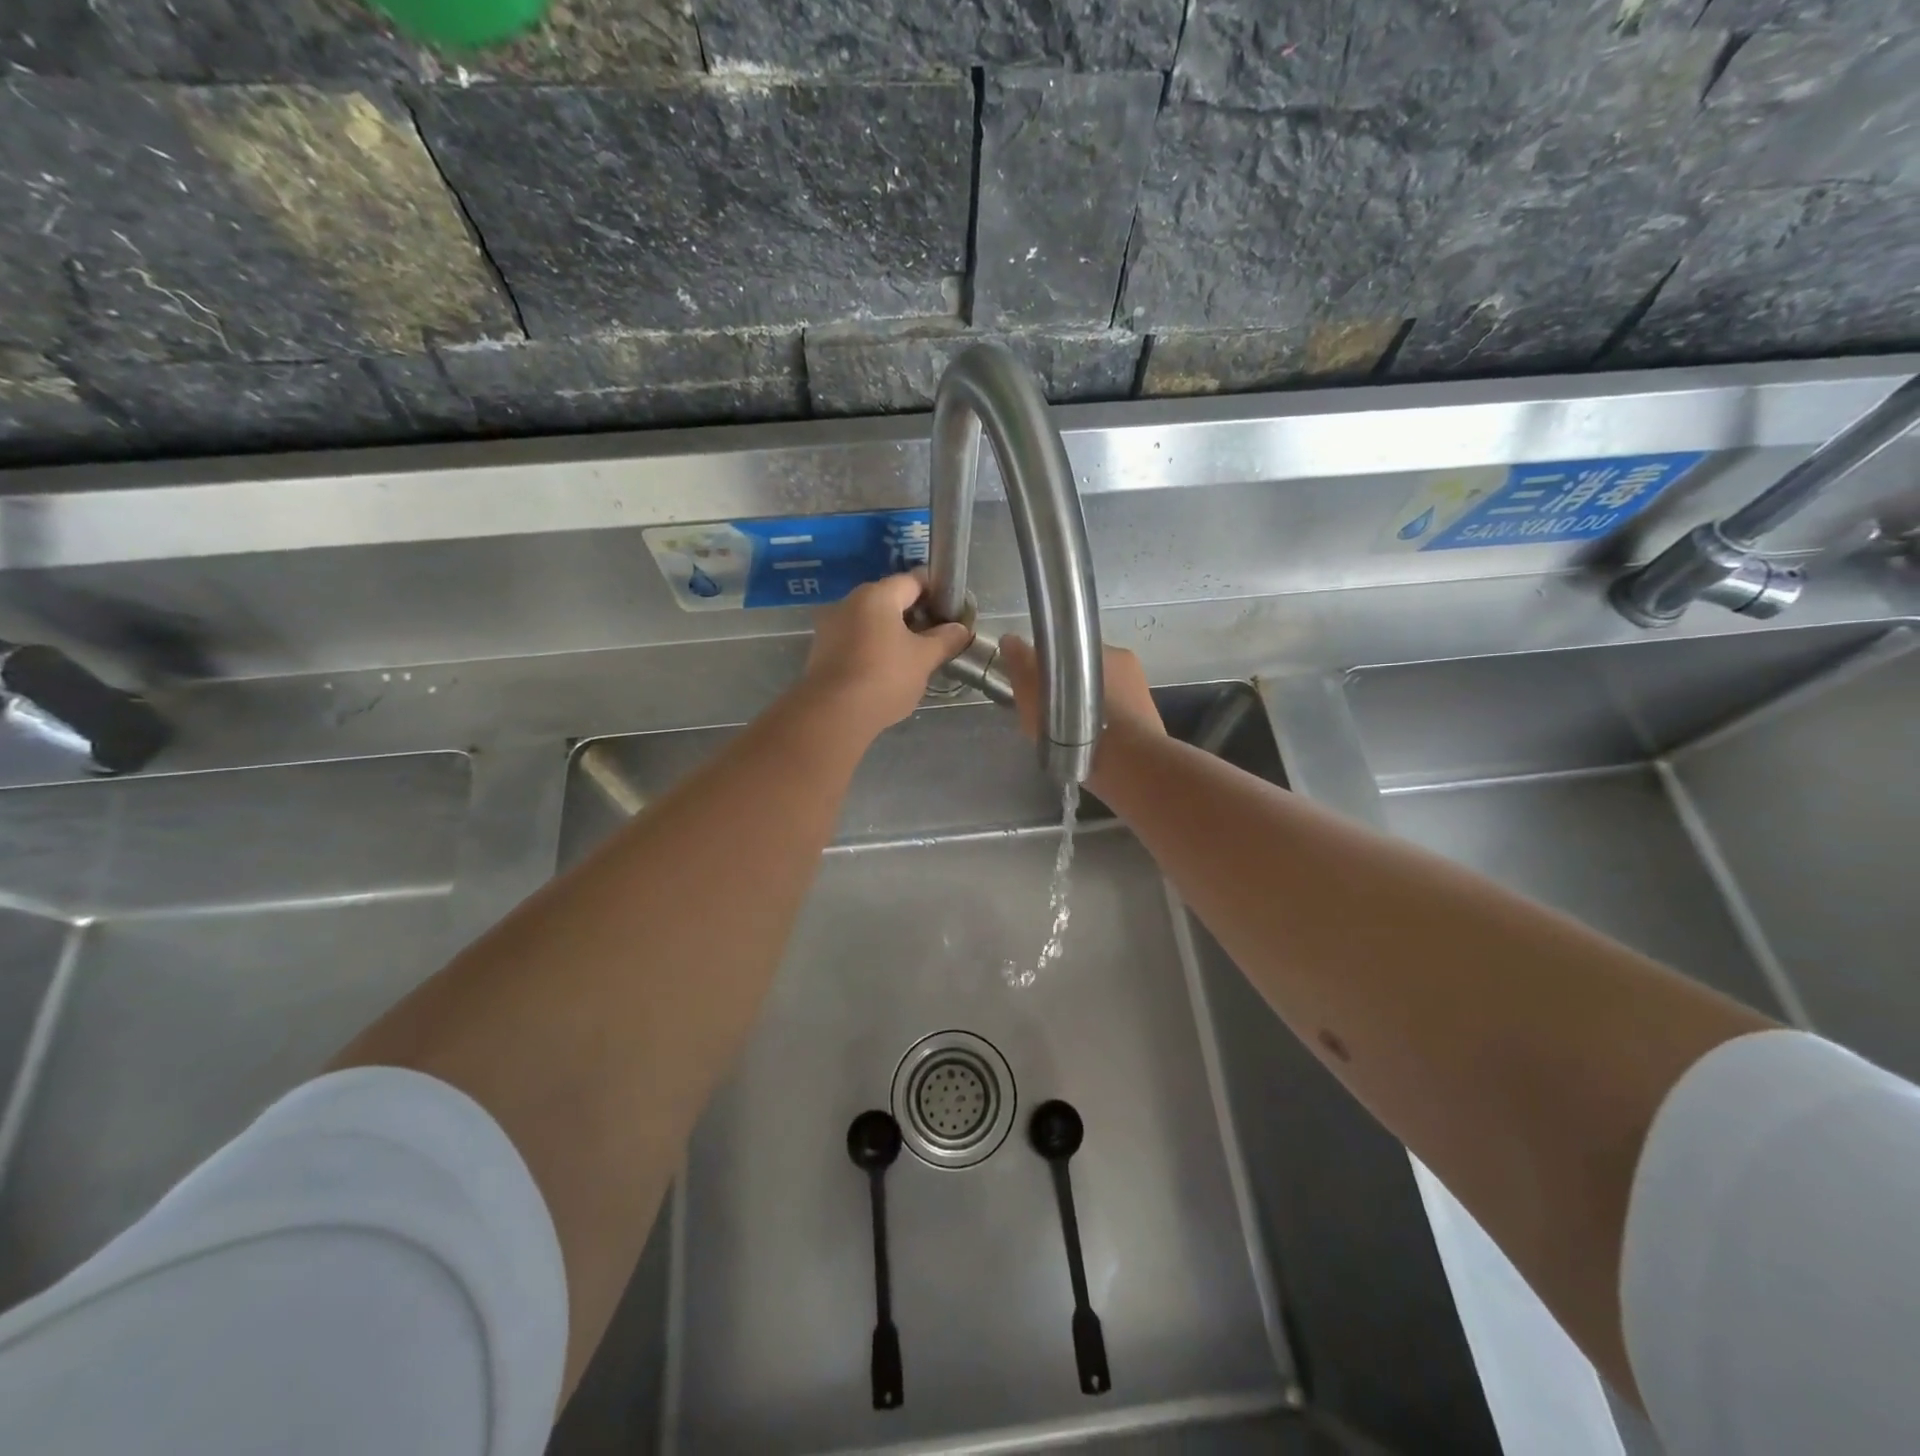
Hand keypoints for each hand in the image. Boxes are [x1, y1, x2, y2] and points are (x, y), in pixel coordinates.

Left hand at [800, 573, 970, 739]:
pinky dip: (875, 647)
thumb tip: (960, 629)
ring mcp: (832, 626)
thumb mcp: (924, 659)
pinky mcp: (822, 651)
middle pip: (891, 600)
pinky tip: (889, 670)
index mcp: (876, 595)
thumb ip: (946, 639)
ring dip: (895, 633)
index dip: (937, 592)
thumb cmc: (884, 677)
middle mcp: (850, 602)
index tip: (953, 612)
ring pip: (872, 621)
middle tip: (939, 637)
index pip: (913, 580)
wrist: (833, 714)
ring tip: (917, 657)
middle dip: (917, 615)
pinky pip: (857, 640)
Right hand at [1001, 636, 1163, 741]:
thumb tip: (1010, 640)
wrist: (1125, 763)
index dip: (1051, 666)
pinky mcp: (1148, 722)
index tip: (1038, 685)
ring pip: (1104, 696)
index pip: (1069, 650)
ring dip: (1088, 709)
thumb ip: (1021, 664)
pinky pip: (1118, 719)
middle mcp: (1125, 663)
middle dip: (1070, 687)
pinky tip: (1089, 745)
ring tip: (1070, 734)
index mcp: (1103, 649)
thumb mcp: (1032, 692)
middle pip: (1086, 672)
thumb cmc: (1074, 723)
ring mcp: (1140, 693)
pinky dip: (1104, 727)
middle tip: (1051, 713)